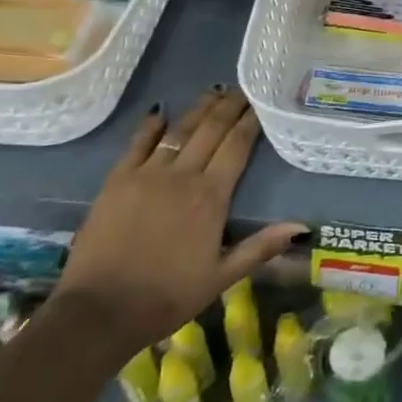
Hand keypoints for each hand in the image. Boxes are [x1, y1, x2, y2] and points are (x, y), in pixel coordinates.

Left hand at [54, 89, 305, 353]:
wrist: (99, 312)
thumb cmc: (167, 297)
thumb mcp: (221, 278)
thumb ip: (260, 247)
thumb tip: (301, 226)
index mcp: (211, 197)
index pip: (236, 146)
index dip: (249, 122)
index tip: (260, 104)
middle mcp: (182, 176)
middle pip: (210, 130)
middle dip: (228, 107)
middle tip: (241, 90)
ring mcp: (147, 174)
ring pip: (178, 130)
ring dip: (198, 109)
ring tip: (213, 91)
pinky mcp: (116, 180)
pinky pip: (138, 143)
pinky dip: (151, 126)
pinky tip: (160, 112)